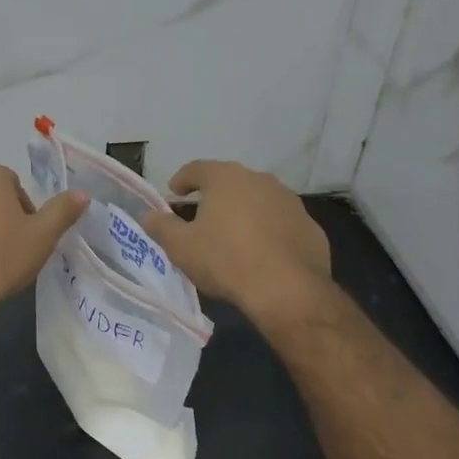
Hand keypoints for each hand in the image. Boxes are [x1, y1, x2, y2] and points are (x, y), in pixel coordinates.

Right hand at [143, 160, 333, 323]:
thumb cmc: (225, 260)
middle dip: (214, 196)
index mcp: (226, 178)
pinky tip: (261, 254)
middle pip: (230, 182)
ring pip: (258, 201)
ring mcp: (290, 202)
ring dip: (244, 212)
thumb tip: (148, 216)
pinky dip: (268, 231)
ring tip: (232, 236)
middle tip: (201, 214)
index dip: (182, 179)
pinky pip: (281, 223)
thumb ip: (161, 227)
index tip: (174, 192)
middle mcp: (260, 180)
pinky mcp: (310, 227)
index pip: (197, 168)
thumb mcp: (180, 247)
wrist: (287, 290)